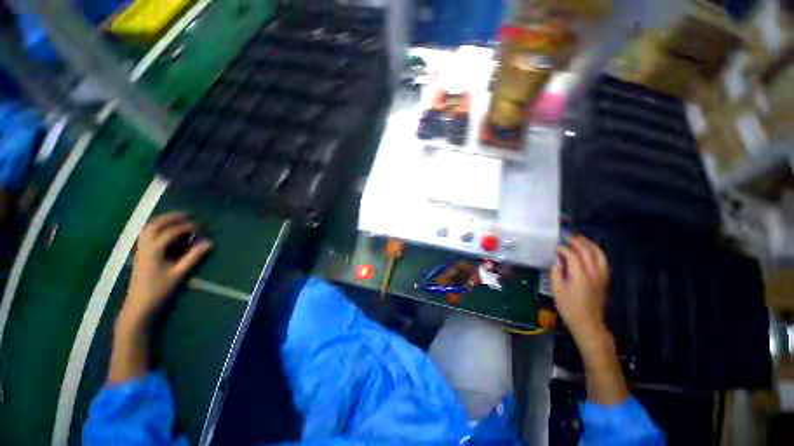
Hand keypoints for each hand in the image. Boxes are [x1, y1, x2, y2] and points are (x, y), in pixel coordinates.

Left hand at [120, 212, 211, 326]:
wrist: (138, 306)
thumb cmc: (158, 291)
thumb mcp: (178, 274)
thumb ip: (193, 257)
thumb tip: (209, 243)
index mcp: (153, 251)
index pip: (170, 233)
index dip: (186, 227)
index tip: (201, 225)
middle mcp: (144, 247)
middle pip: (154, 225)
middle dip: (171, 218)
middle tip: (187, 214)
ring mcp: (140, 250)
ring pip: (148, 229)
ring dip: (162, 221)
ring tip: (177, 218)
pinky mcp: (141, 254)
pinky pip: (147, 235)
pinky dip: (157, 229)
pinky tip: (166, 231)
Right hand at [551, 234, 609, 342]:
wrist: (588, 323)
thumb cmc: (569, 308)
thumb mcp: (557, 290)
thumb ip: (556, 272)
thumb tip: (557, 259)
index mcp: (580, 276)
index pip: (573, 255)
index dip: (563, 249)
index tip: (555, 247)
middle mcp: (594, 273)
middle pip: (588, 251)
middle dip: (577, 242)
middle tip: (568, 236)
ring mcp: (602, 276)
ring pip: (599, 254)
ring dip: (589, 244)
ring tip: (580, 239)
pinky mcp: (606, 280)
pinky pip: (603, 261)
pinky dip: (597, 252)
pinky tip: (591, 251)